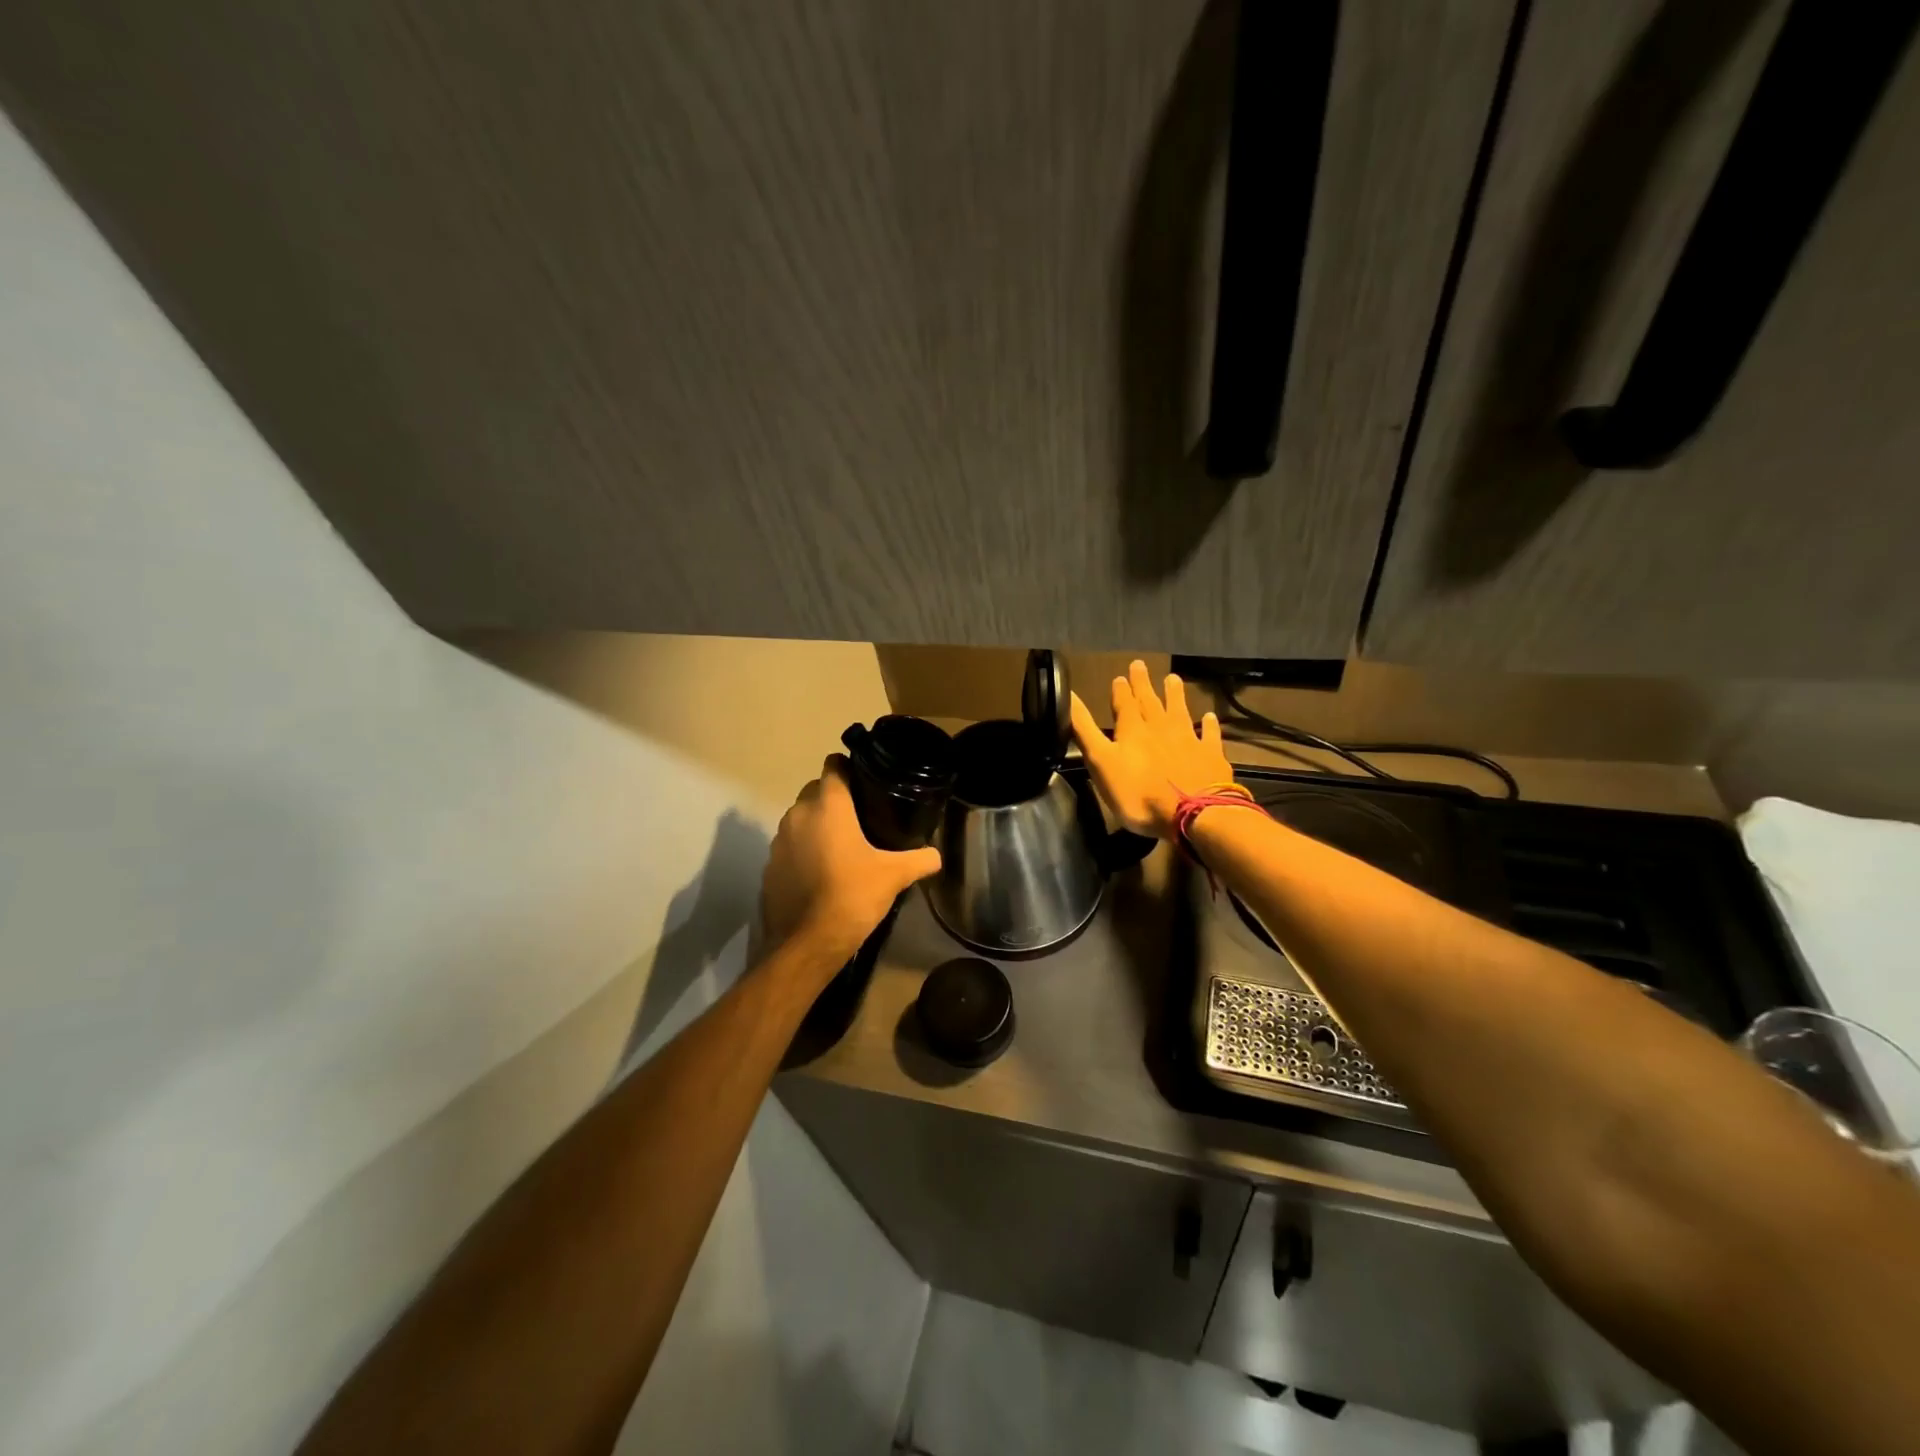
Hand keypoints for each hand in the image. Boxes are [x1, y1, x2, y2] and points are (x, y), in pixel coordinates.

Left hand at [761, 756, 942, 963]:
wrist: (806, 944)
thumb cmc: (851, 896)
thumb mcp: (893, 876)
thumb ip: (919, 860)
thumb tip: (937, 855)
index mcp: (828, 807)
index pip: (833, 766)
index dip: (849, 768)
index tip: (866, 780)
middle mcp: (798, 815)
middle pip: (815, 791)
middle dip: (834, 797)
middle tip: (861, 815)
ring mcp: (779, 841)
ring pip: (800, 818)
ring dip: (817, 824)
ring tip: (842, 844)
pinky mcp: (769, 867)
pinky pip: (789, 846)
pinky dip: (803, 850)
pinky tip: (821, 871)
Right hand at [1070, 660, 1235, 840]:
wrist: (1193, 814)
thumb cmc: (1139, 793)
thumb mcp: (1101, 762)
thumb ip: (1085, 729)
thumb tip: (1069, 695)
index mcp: (1132, 730)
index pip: (1124, 704)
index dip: (1121, 690)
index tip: (1120, 676)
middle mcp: (1161, 728)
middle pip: (1150, 702)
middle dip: (1143, 684)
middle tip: (1140, 665)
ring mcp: (1189, 740)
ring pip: (1179, 711)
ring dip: (1175, 695)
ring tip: (1172, 678)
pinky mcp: (1210, 756)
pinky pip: (1209, 736)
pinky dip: (1209, 725)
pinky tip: (1210, 717)